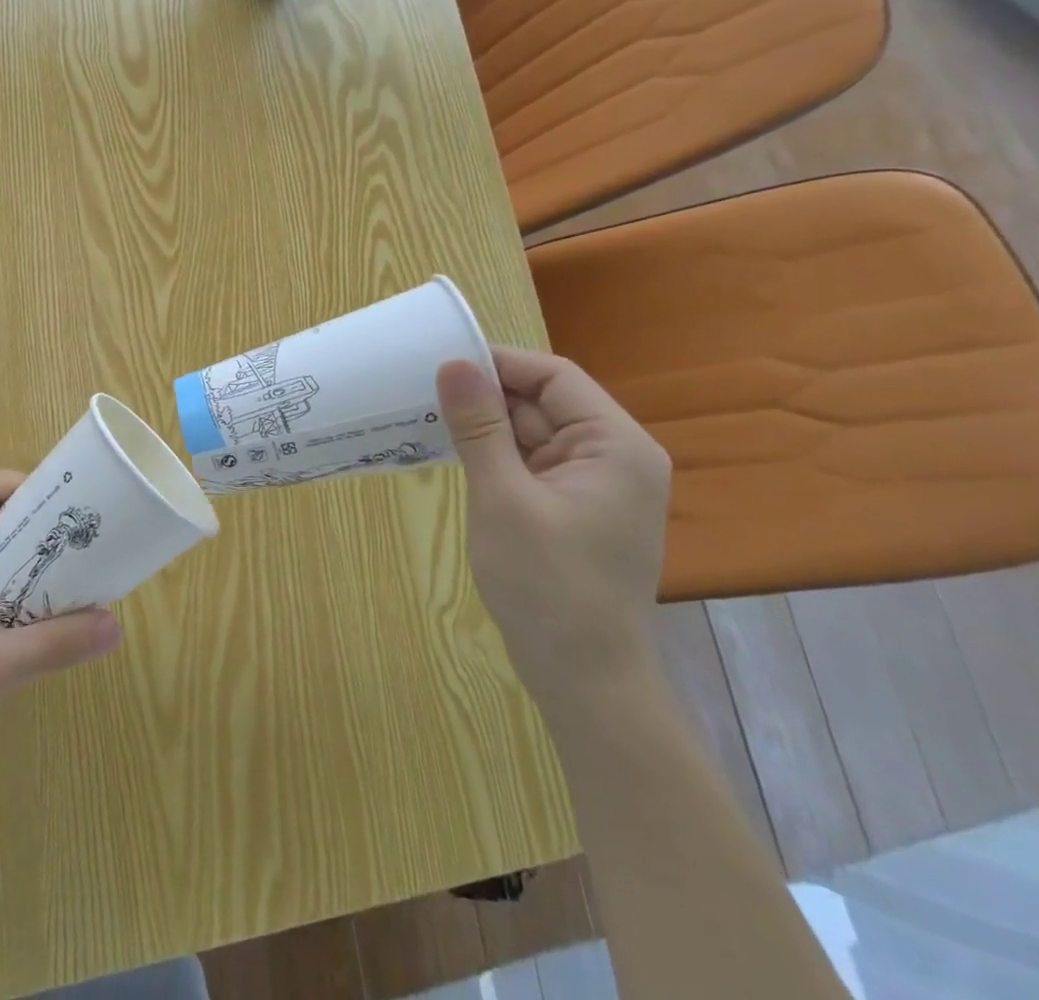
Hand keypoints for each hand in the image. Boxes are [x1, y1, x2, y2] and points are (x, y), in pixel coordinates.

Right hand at [436, 348, 670, 705]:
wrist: (583, 678)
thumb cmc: (547, 584)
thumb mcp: (503, 497)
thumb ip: (478, 427)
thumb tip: (453, 364)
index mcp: (615, 445)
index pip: (554, 376)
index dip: (498, 363)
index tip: (440, 362)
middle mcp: (614, 456)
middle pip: (543, 402)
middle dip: (486, 396)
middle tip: (422, 391)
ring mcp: (595, 484)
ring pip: (533, 432)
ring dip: (486, 427)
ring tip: (427, 418)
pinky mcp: (574, 507)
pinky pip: (531, 462)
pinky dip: (495, 455)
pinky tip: (454, 454)